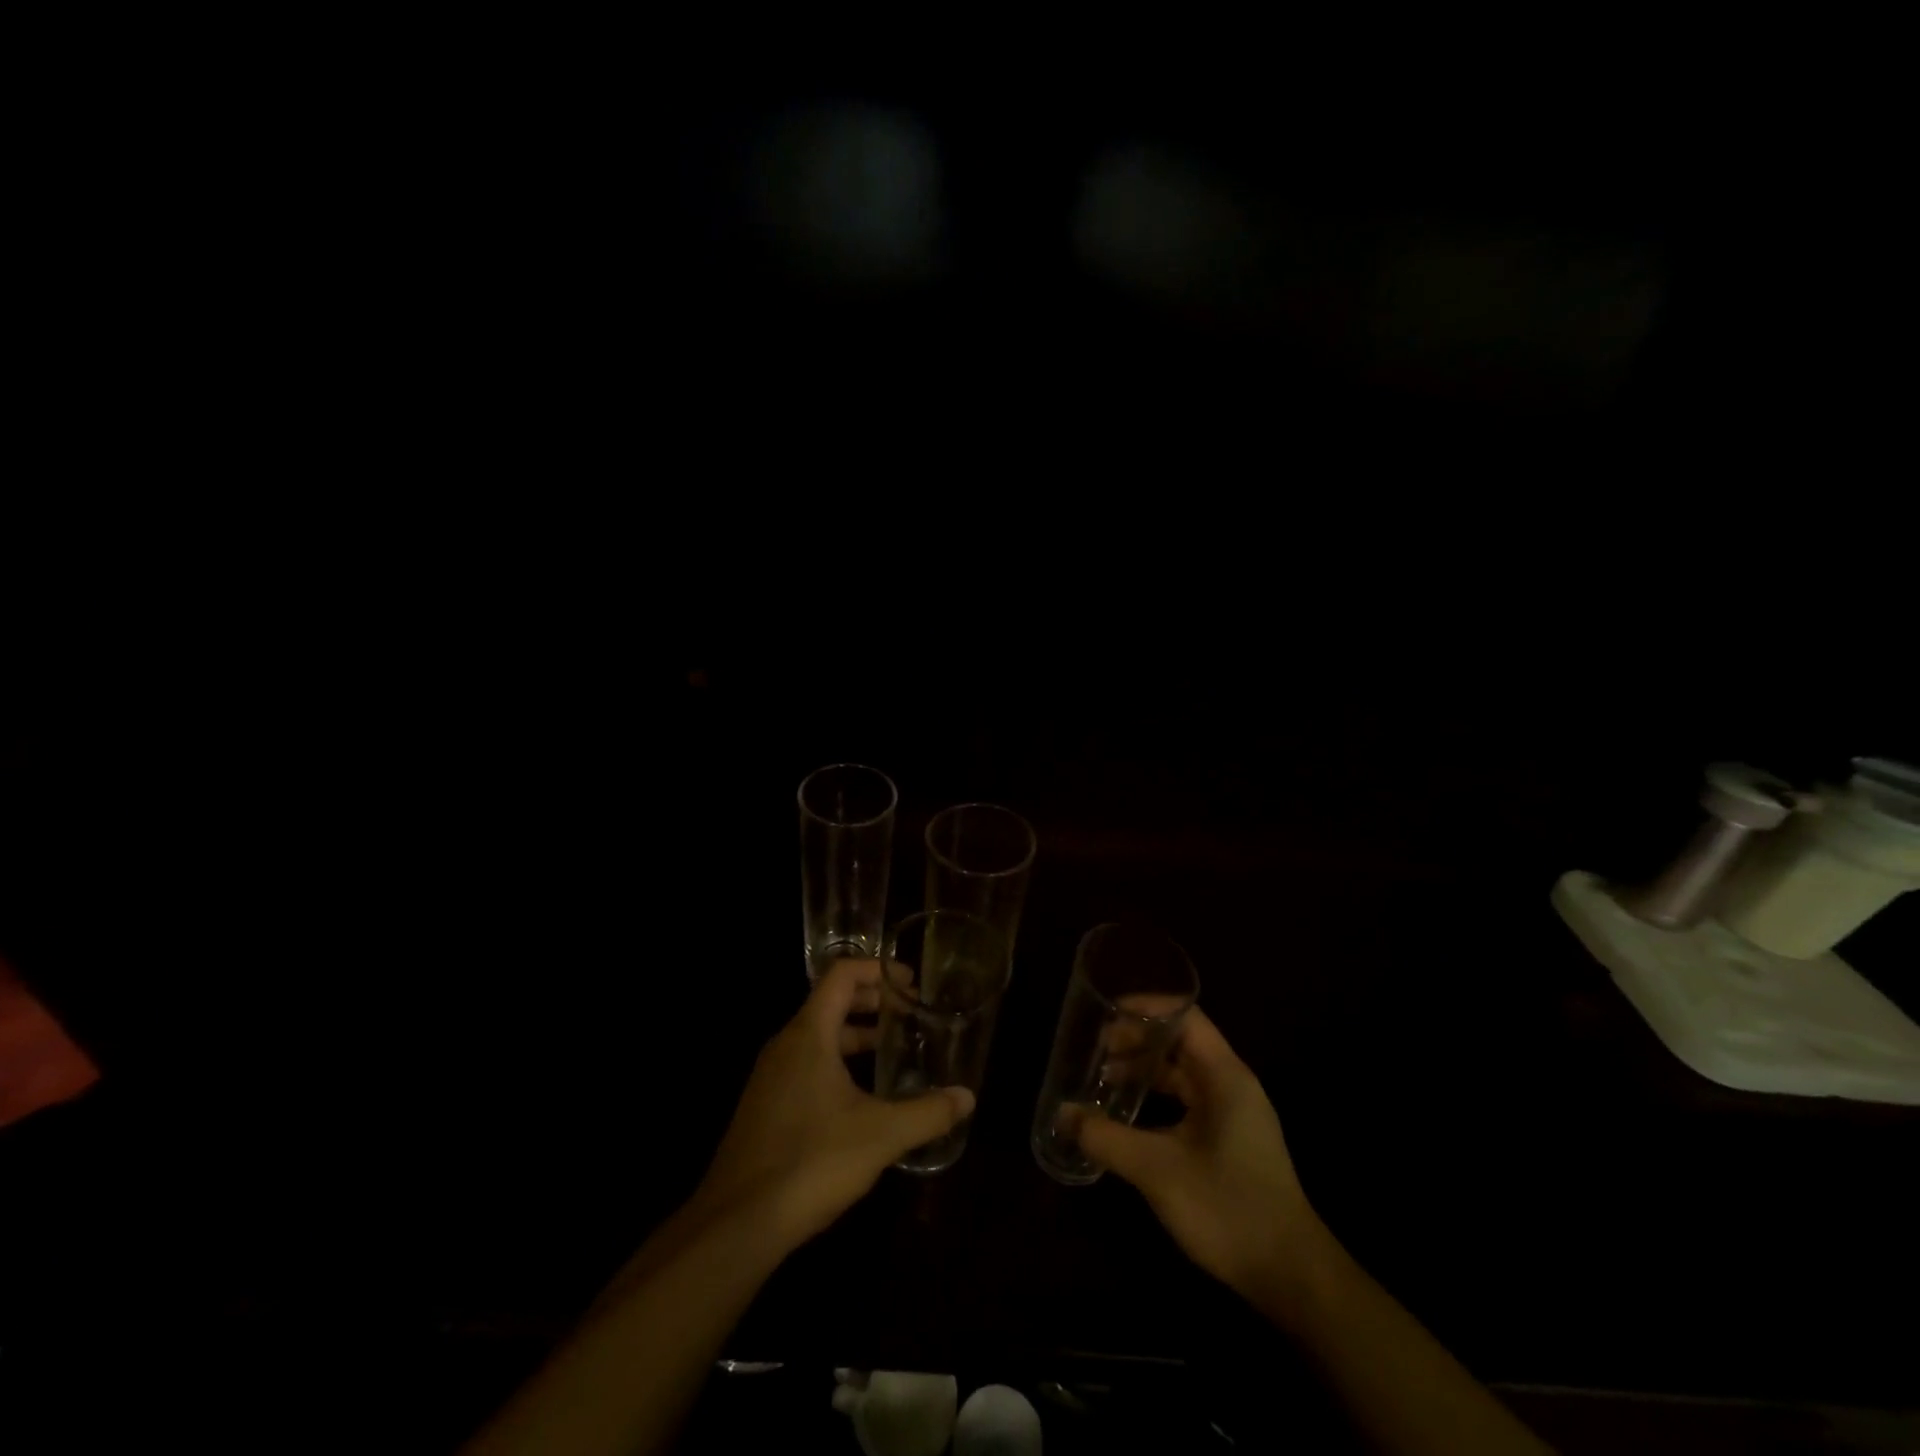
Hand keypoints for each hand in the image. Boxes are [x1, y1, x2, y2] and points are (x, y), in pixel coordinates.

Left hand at [692, 959, 973, 1249]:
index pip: (842, 974)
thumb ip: (927, 1112)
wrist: (737, 1224)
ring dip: (855, 1033)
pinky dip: (837, 1060)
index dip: (878, 970)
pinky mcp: (766, 1106)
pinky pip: (806, 1063)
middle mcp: (785, 1045)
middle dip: (872, 1000)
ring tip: (893, 1048)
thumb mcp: (880, 1135)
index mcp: (808, 1034)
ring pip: (818, 1035)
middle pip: (830, 1001)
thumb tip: (968, 1097)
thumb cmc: (811, 1162)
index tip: (911, 983)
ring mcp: (771, 1076)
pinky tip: (861, 1095)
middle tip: (910, 1013)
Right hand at [1077, 1009, 1326, 1304]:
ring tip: (1104, 1078)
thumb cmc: (1228, 1208)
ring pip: (1184, 1072)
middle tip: (1096, 1049)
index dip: (1145, 1007)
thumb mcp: (1157, 1170)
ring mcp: (1234, 1112)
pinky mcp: (1232, 1139)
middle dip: (1138, 1040)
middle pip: (1181, 1041)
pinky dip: (1159, 1097)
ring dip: (1146, 1070)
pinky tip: (1131, 1116)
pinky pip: (1189, 1099)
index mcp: (1223, 1075)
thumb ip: (1106, 1138)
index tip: (1106, 1012)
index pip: (1185, 1015)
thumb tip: (1062, 1114)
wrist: (1292, 1276)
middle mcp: (1231, 1083)